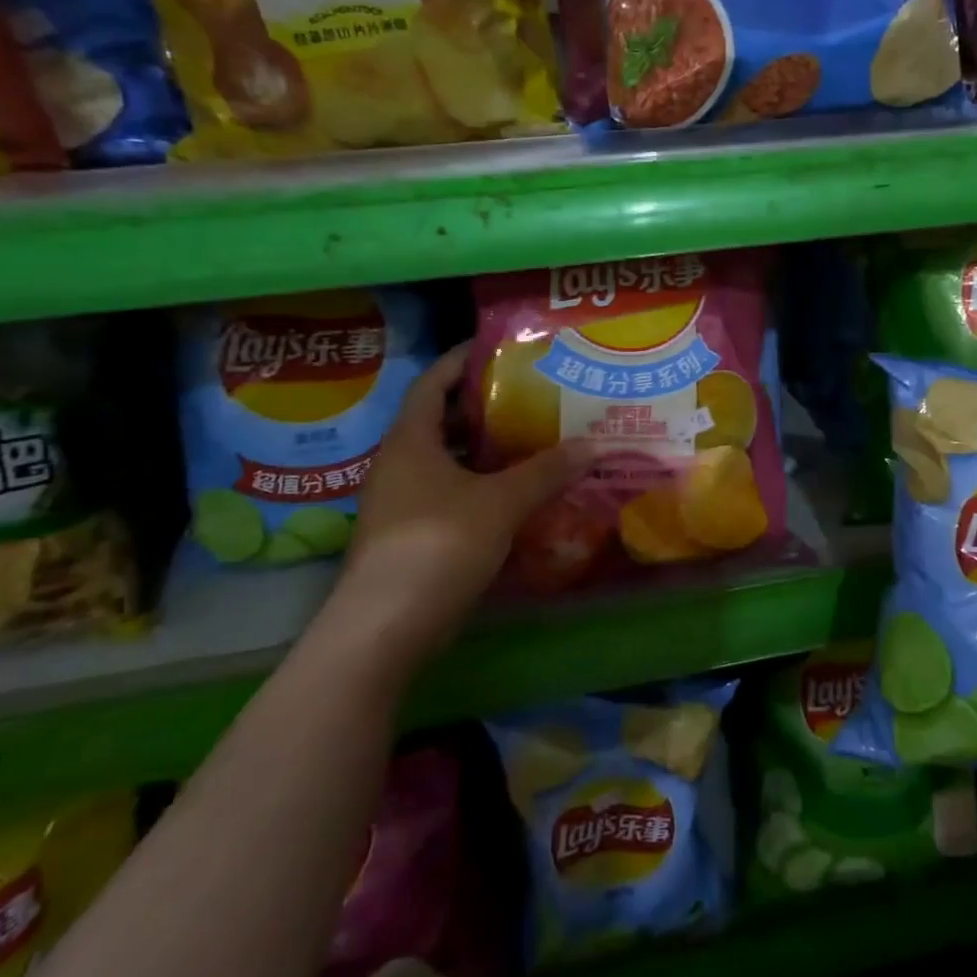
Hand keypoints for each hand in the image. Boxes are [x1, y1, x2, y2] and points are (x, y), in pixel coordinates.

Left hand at [331, 343, 590, 663]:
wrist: (383, 629)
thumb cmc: (438, 545)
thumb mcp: (501, 502)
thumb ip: (546, 471)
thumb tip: (593, 444)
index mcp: (410, 440)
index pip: (432, 383)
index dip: (460, 361)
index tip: (495, 348)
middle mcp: (398, 464)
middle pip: (440, 421)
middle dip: (481, 407)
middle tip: (528, 395)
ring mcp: (399, 502)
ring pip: (445, 461)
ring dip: (482, 450)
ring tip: (529, 440)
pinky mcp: (407, 537)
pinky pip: (447, 493)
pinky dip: (478, 485)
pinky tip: (512, 494)